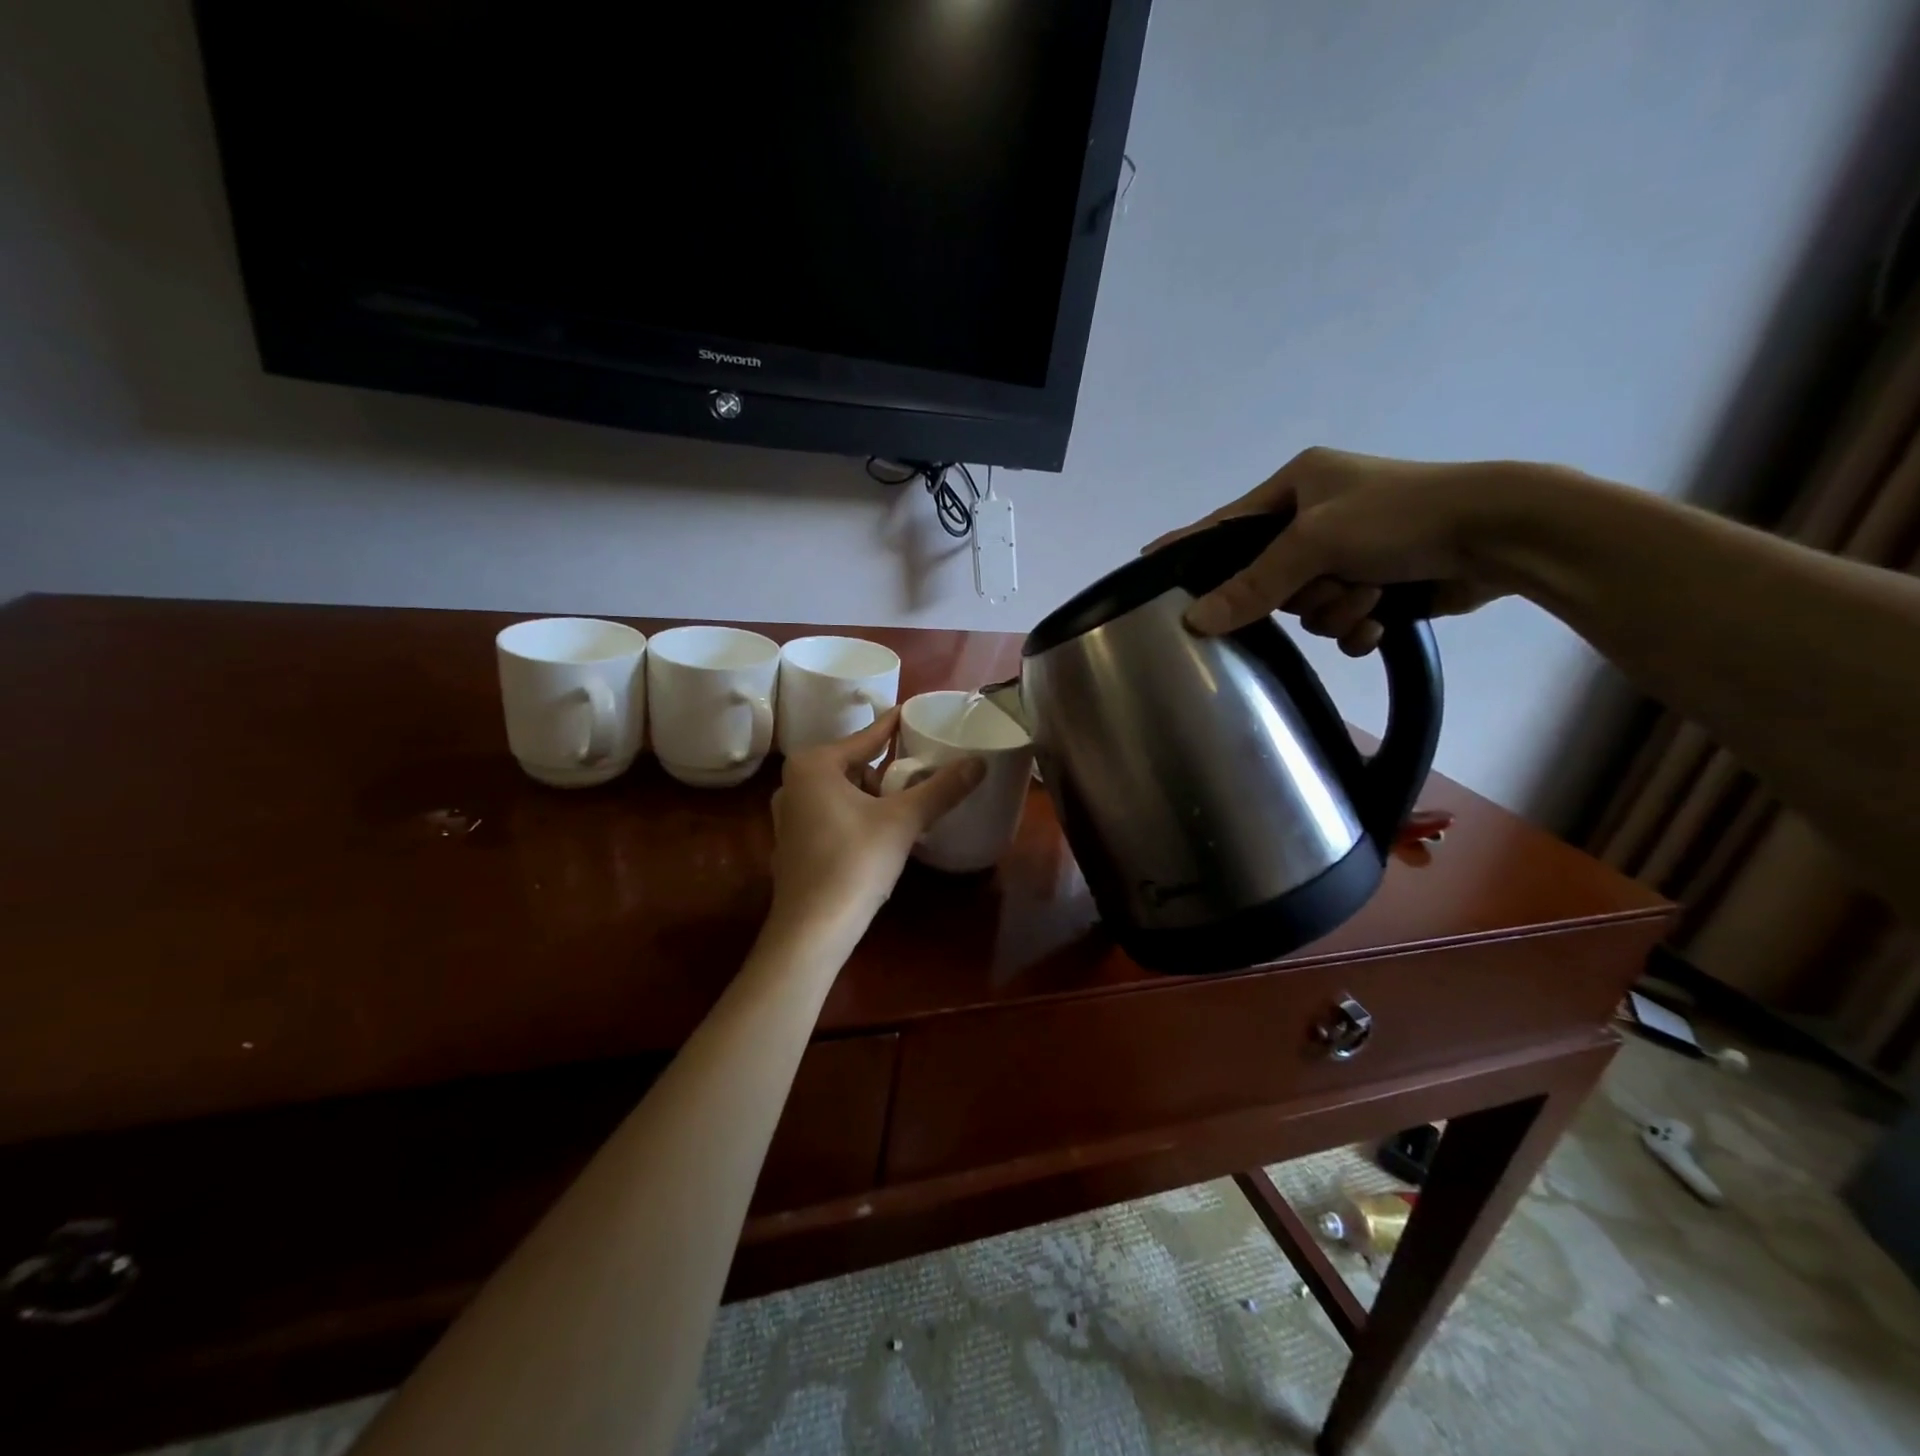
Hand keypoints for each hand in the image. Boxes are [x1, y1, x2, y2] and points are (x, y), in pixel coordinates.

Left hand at [768, 710, 984, 933]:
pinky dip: (856, 816)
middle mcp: (793, 783)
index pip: (866, 737)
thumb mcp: (903, 821)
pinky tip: (879, 833)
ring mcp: (788, 816)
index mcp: (814, 765)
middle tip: (920, 772)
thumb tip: (979, 763)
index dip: (894, 726)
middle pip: (854, 765)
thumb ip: (941, 788)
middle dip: (886, 769)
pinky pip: (832, 814)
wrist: (812, 929)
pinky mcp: (792, 844)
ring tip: (905, 805)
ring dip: (873, 796)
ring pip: (842, 792)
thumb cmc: (854, 862)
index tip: (914, 712)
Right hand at [1150, 447, 1513, 654]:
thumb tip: (1195, 620)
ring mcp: (1349, 552)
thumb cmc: (1402, 516)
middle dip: (1301, 592)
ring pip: (1305, 606)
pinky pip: (1338, 623)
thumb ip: (1254, 583)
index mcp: (1299, 485)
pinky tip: (1381, 620)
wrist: (1502, 534)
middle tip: (1329, 581)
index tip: (1147, 561)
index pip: (1226, 524)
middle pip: (1268, 578)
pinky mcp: (1376, 584)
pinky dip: (1358, 627)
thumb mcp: (1318, 542)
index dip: (1188, 546)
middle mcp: (1318, 517)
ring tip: (1372, 594)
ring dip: (1336, 609)